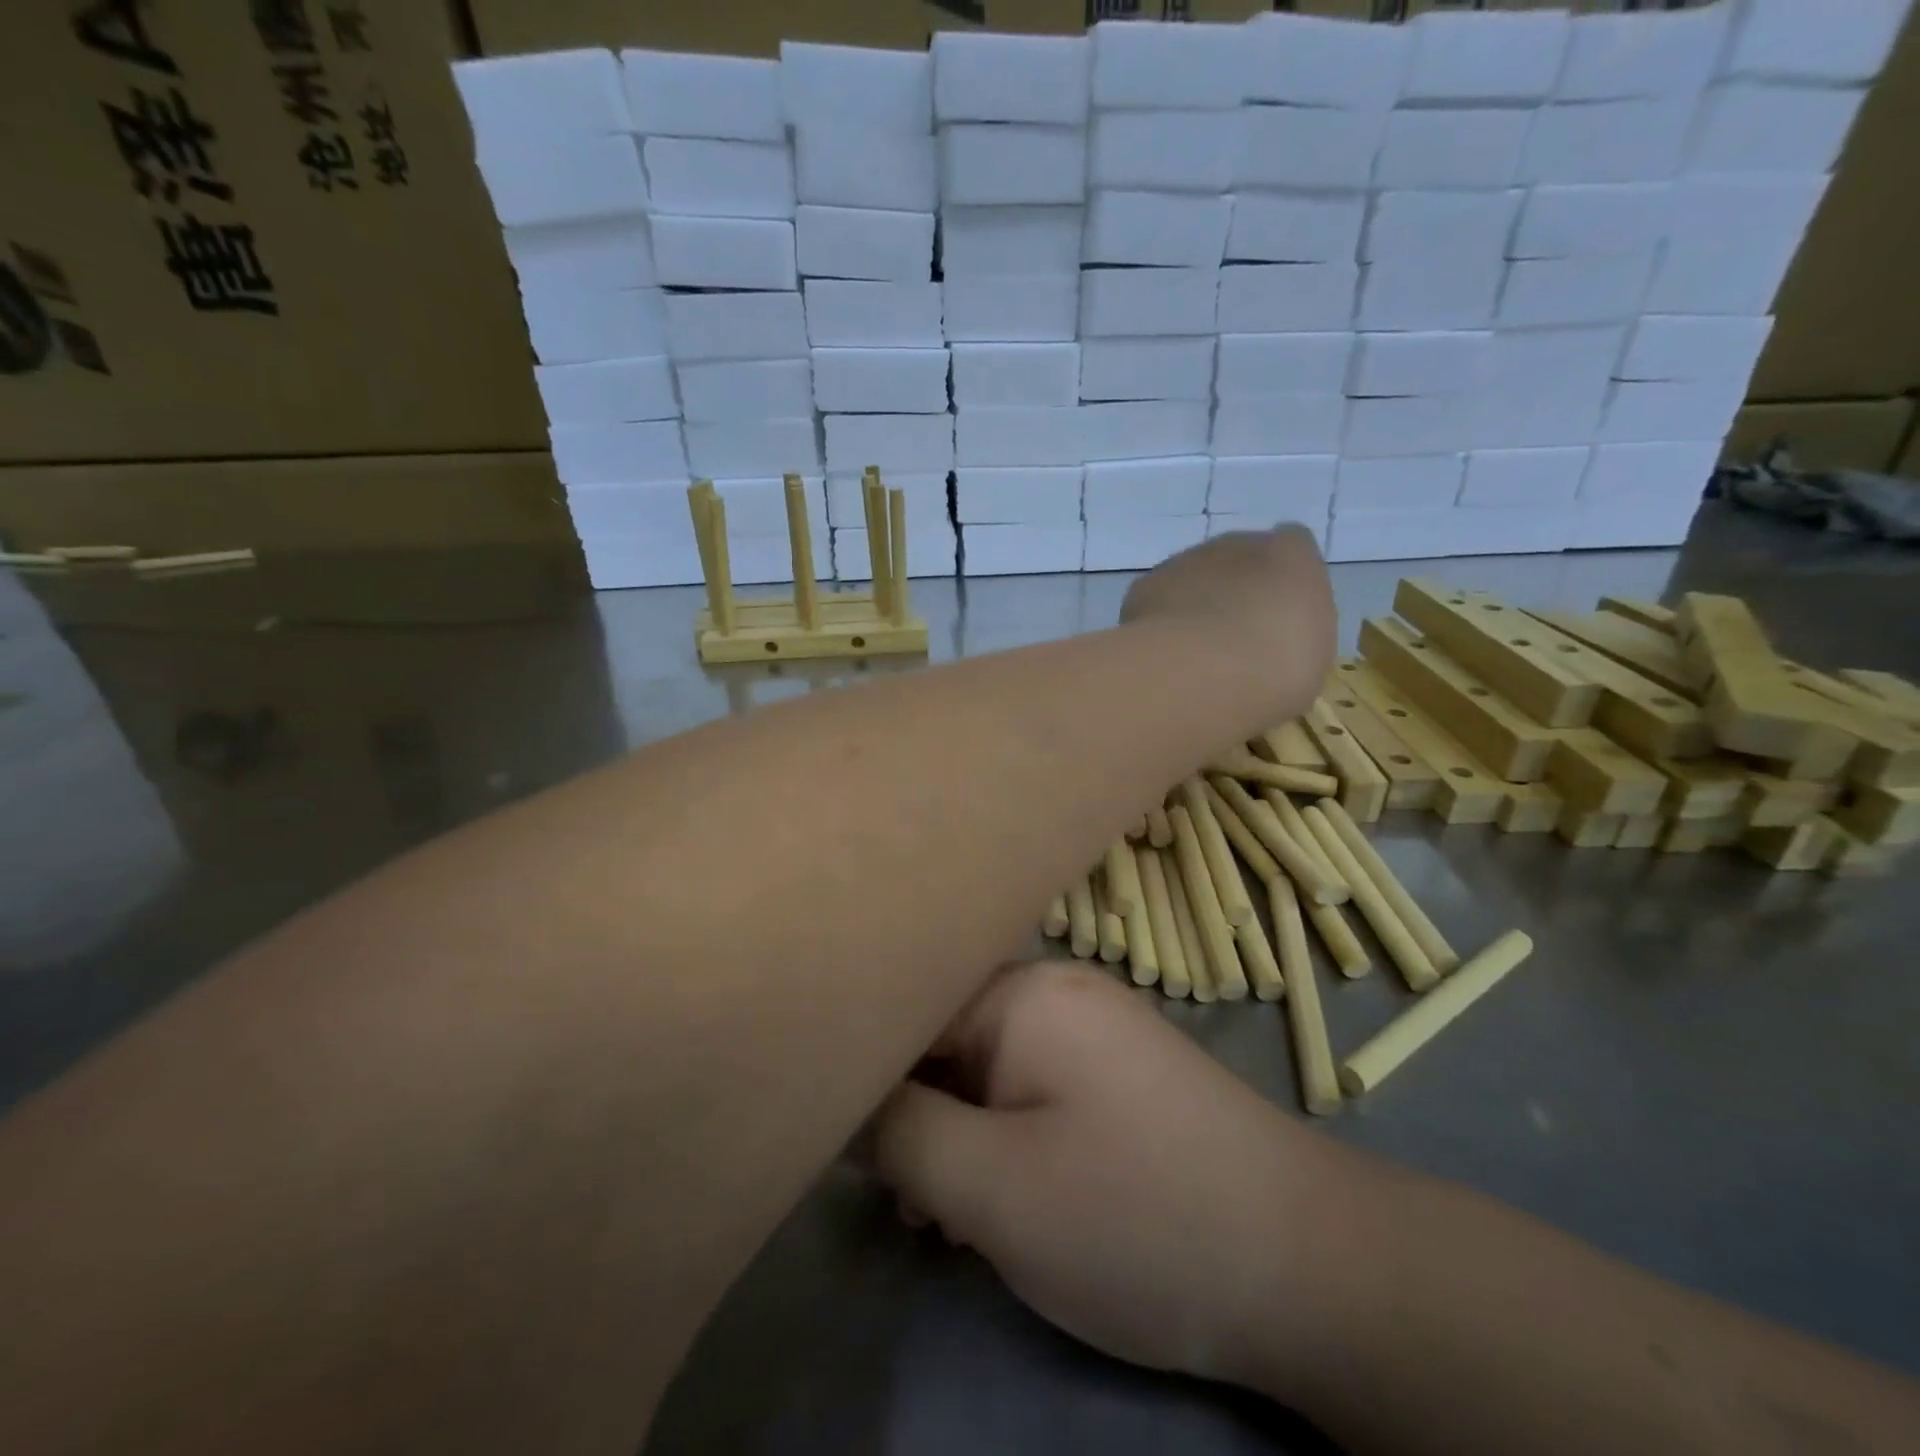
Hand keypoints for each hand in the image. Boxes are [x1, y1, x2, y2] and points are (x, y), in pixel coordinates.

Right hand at [866, 962, 1357, 1394]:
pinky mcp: (1119, 1072)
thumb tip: (847, 1103)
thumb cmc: (1133, 1215)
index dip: (866, 1070)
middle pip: (947, 1038)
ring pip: (987, 1068)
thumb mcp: (990, 1188)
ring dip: (954, 1134)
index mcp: (1023, 992)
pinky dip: (1001, 1136)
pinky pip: (1032, 1087)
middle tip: (901, 1199)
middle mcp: (1057, 990)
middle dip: (913, 1115)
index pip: (910, 1008)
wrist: (1305, 1263)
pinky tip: (998, 1199)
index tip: (837, 1135)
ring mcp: (1094, 1029)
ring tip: (941, 1217)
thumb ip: (899, 1136)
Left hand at [1120, 527, 1335, 704]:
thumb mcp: (1311, 658)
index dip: (1280, 585)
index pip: (1291, 549)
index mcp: (1292, 555)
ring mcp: (1186, 560)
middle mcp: (1237, 544)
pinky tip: (1164, 653)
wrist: (1205, 671)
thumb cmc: (1278, 668)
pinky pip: (1157, 600)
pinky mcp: (1147, 584)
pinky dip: (1160, 621)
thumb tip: (1276, 644)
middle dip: (1235, 595)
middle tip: (1234, 642)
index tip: (1277, 621)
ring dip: (1194, 605)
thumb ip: (1297, 636)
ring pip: (1193, 578)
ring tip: (1193, 653)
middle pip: (1237, 562)